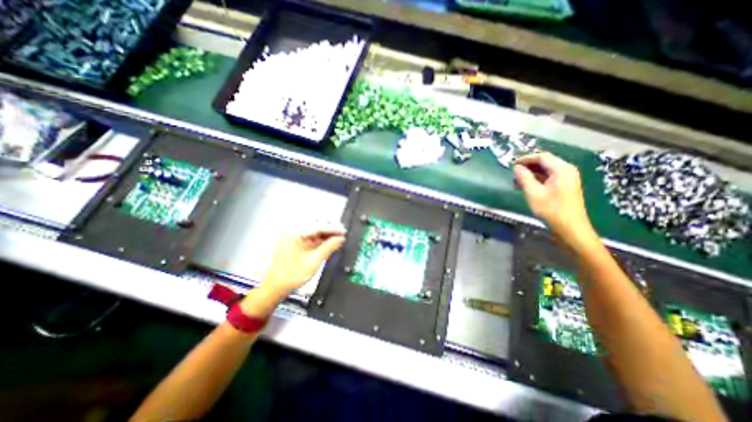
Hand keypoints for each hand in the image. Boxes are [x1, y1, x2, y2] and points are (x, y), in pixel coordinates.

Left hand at [264, 223, 345, 294]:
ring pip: (314, 232)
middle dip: (330, 231)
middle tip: (343, 234)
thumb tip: (341, 238)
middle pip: (316, 227)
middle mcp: (293, 232)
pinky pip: (311, 237)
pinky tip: (329, 242)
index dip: (333, 228)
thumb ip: (329, 247)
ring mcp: (293, 236)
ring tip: (338, 239)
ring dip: (326, 235)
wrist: (277, 286)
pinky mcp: (295, 242)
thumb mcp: (315, 260)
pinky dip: (320, 240)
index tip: (344, 231)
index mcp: (295, 234)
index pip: (318, 227)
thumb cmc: (292, 275)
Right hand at [514, 153, 596, 248]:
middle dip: (528, 166)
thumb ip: (524, 177)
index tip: (512, 164)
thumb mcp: (533, 193)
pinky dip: (537, 179)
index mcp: (562, 169)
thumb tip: (517, 167)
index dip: (526, 159)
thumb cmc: (551, 209)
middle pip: (545, 162)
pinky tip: (527, 186)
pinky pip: (549, 177)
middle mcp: (567, 170)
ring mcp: (567, 179)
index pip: (542, 157)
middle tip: (514, 174)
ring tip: (517, 181)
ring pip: (546, 170)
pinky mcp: (565, 187)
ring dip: (531, 174)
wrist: (570, 228)